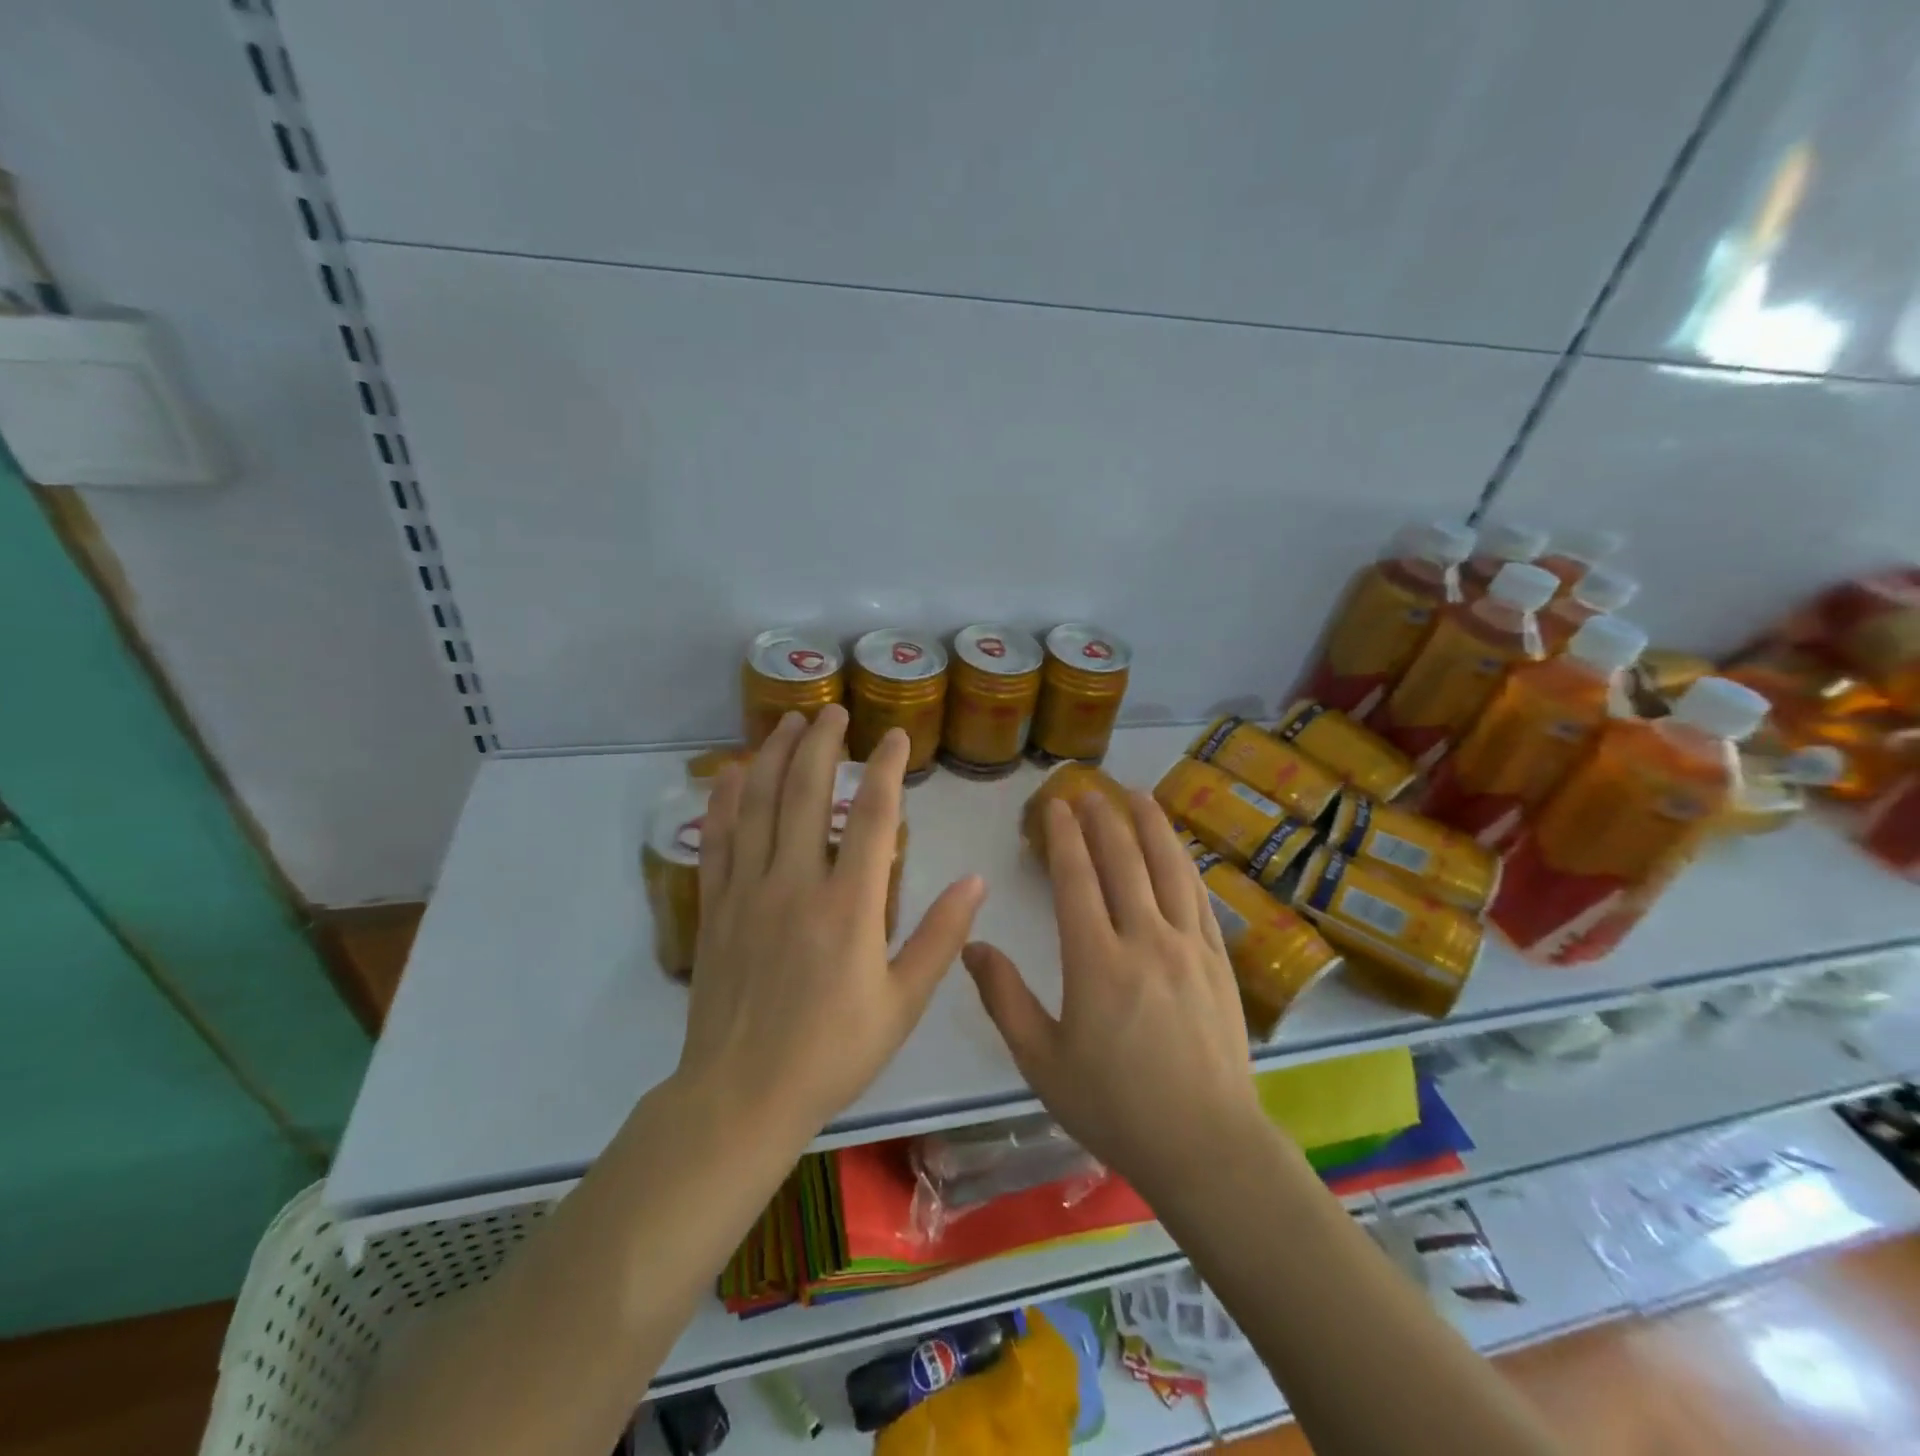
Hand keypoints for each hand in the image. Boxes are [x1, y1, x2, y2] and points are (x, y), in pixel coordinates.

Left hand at [676, 706, 986, 1144]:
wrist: (742, 1096)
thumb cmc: (833, 1052)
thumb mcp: (903, 1004)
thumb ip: (940, 938)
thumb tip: (975, 882)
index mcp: (849, 906)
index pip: (870, 816)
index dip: (885, 768)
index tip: (894, 736)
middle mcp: (795, 884)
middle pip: (806, 793)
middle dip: (823, 743)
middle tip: (835, 711)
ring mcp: (748, 892)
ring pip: (758, 805)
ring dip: (774, 756)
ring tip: (789, 722)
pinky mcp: (716, 908)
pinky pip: (717, 840)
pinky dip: (724, 800)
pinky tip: (731, 773)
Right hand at [963, 791, 1265, 1200]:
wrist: (1206, 1145)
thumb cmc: (1114, 1106)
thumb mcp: (1041, 1061)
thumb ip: (1003, 998)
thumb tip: (972, 946)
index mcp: (1095, 961)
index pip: (1077, 878)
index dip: (1064, 836)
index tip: (1055, 805)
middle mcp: (1144, 940)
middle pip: (1123, 862)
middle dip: (1104, 820)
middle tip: (1089, 791)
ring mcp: (1188, 947)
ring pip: (1169, 868)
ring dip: (1151, 826)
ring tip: (1138, 795)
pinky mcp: (1218, 961)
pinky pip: (1199, 897)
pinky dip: (1184, 863)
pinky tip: (1177, 850)